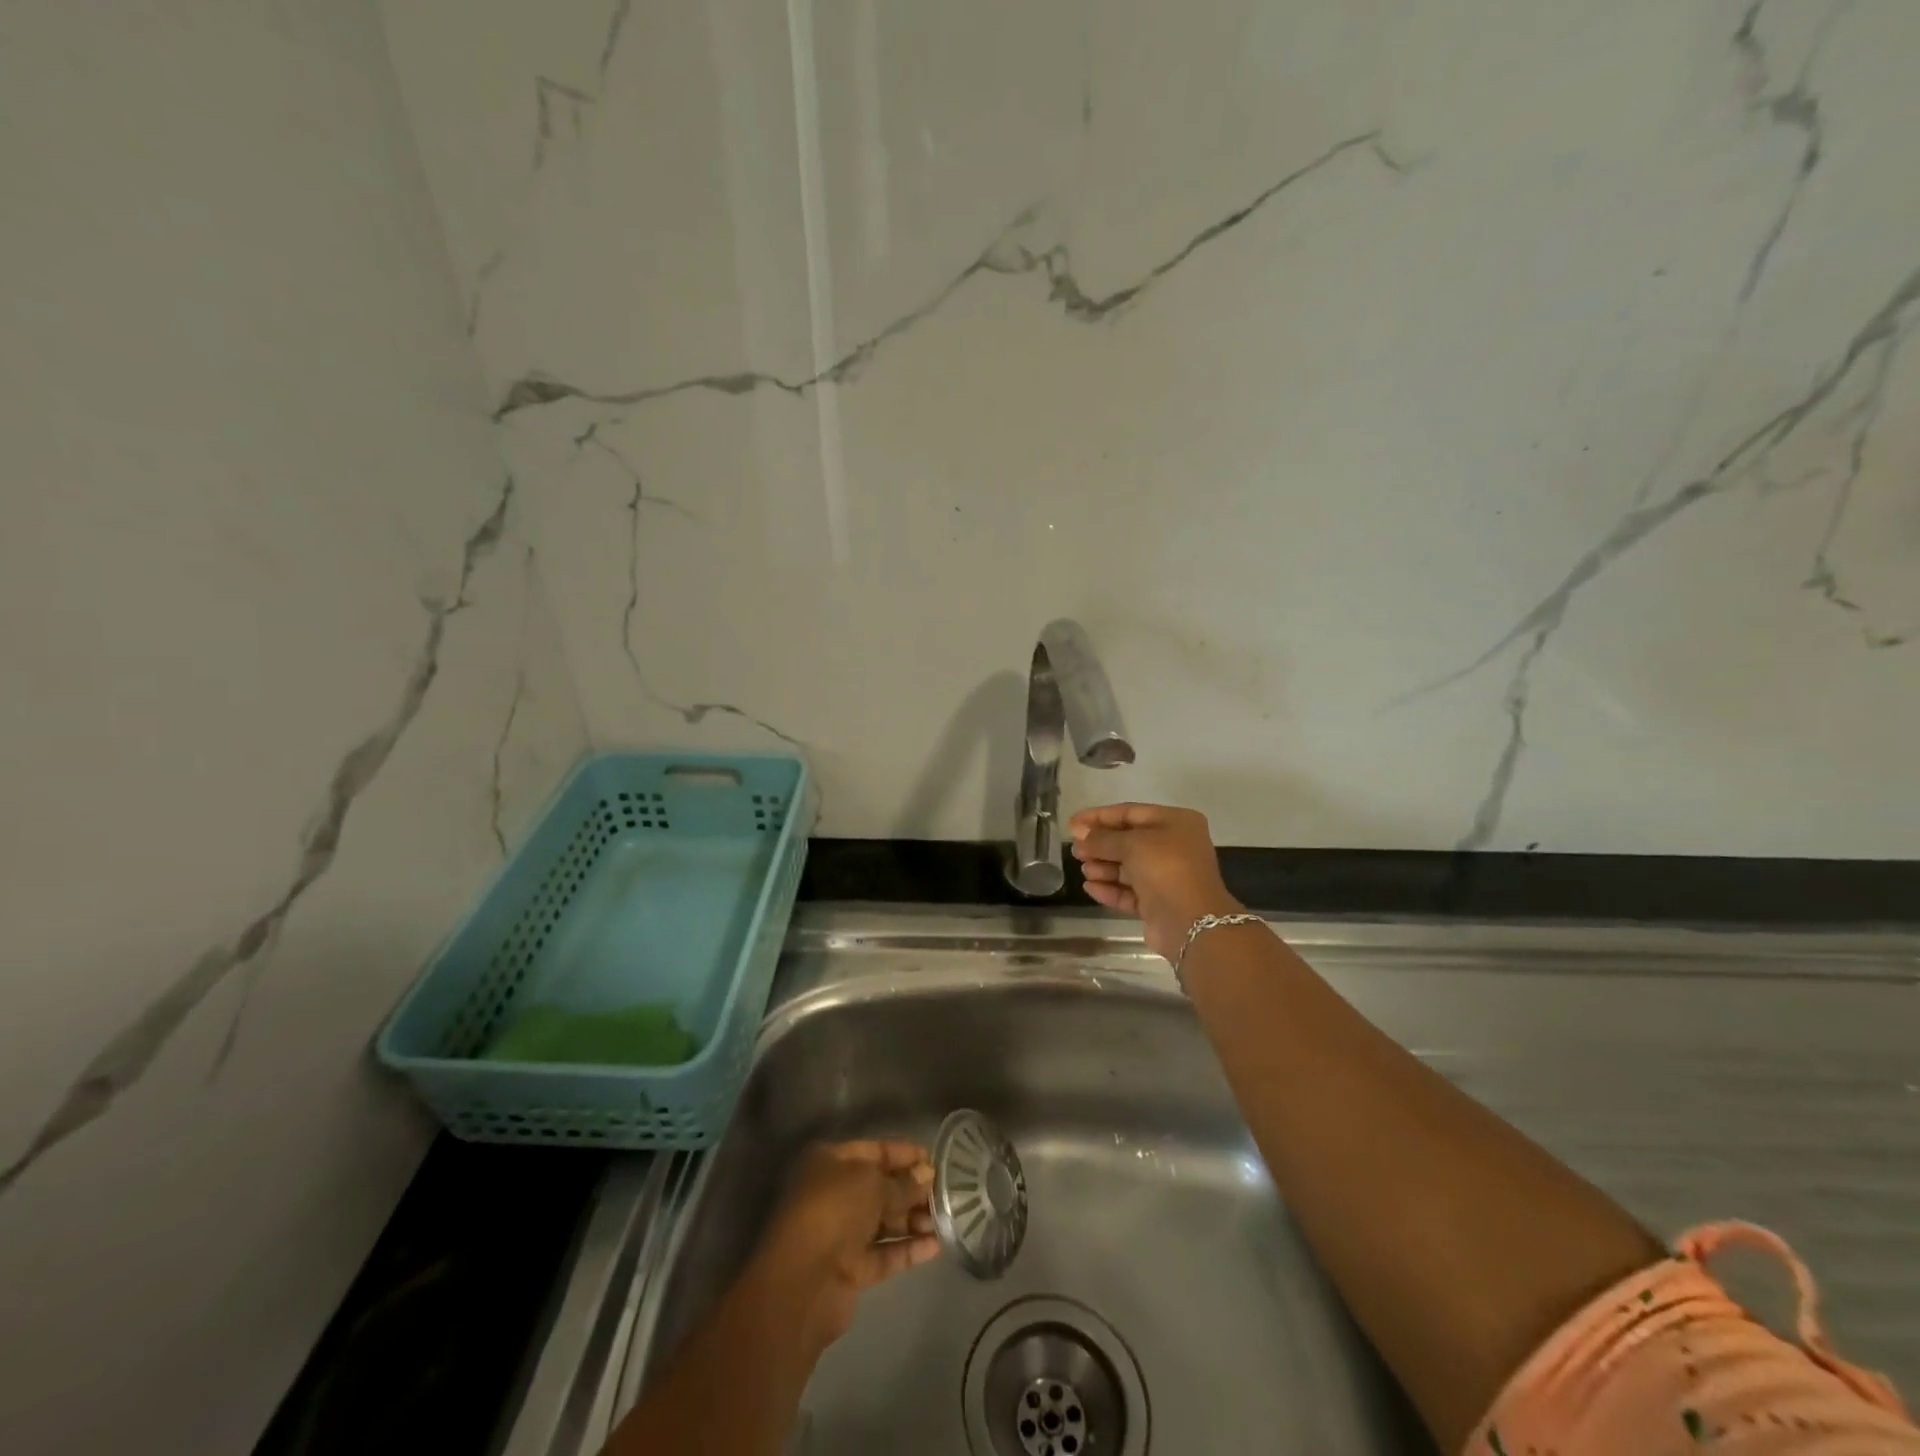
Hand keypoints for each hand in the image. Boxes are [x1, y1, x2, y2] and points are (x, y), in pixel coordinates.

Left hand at [748, 1141, 938, 1356]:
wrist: (802, 1283)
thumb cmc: (834, 1212)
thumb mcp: (872, 1184)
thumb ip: (903, 1182)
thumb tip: (927, 1174)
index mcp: (831, 1162)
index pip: (875, 1150)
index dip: (905, 1154)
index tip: (935, 1160)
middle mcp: (835, 1193)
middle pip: (881, 1187)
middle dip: (912, 1189)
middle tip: (946, 1192)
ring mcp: (842, 1233)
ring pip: (885, 1221)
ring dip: (914, 1220)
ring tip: (946, 1219)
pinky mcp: (851, 1269)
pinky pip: (885, 1253)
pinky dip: (908, 1249)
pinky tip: (936, 1246)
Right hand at [1069, 803, 1241, 961]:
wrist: (1191, 922)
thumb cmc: (1165, 868)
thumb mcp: (1131, 844)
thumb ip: (1102, 838)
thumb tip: (1080, 834)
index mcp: (1176, 822)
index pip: (1130, 812)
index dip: (1098, 816)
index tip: (1072, 824)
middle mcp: (1174, 846)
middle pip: (1128, 840)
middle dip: (1100, 845)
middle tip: (1075, 850)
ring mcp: (1167, 876)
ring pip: (1128, 867)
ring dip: (1103, 866)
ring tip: (1083, 868)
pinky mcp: (1158, 903)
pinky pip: (1129, 891)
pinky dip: (1110, 888)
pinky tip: (1090, 887)